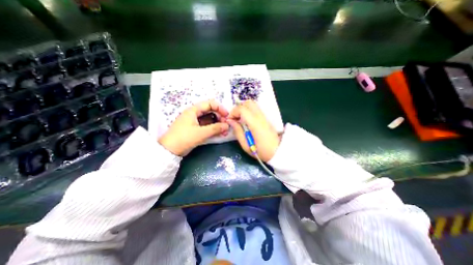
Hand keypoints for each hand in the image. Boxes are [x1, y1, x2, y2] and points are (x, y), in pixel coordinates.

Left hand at [158, 100, 230, 156]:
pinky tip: (219, 134)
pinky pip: (206, 126)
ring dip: (217, 124)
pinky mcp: (195, 129)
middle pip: (210, 112)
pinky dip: (213, 129)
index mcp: (193, 110)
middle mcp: (194, 114)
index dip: (220, 108)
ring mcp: (194, 122)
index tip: (227, 116)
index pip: (210, 104)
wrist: (169, 151)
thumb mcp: (201, 133)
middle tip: (226, 126)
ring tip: (224, 131)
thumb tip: (227, 125)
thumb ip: (215, 128)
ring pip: (209, 120)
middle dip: (220, 118)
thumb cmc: (184, 138)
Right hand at [226, 100, 277, 161]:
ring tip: (239, 119)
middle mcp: (260, 117)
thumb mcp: (246, 145)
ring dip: (243, 109)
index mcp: (255, 123)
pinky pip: (255, 109)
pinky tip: (246, 121)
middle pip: (248, 103)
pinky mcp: (265, 118)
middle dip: (238, 108)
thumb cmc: (261, 151)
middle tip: (234, 118)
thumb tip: (231, 121)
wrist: (278, 152)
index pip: (242, 109)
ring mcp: (264, 116)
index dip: (233, 112)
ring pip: (252, 104)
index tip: (230, 121)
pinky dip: (248, 111)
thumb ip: (237, 132)